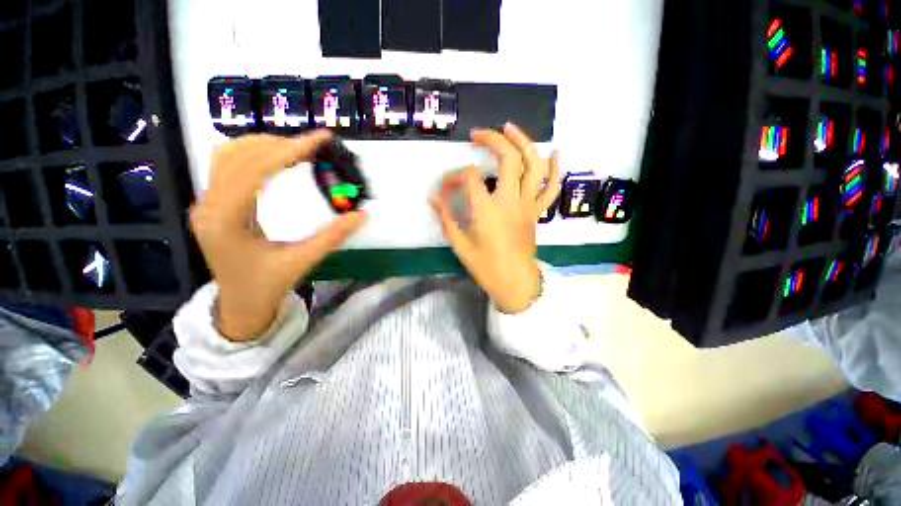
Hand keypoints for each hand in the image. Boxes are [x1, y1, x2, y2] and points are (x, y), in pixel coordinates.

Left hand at [191, 132, 366, 340]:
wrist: (239, 306)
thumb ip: (333, 237)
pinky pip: (226, 166)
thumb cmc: (267, 287)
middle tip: (314, 145)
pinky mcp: (212, 204)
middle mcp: (208, 206)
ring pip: (226, 155)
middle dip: (278, 144)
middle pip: (237, 155)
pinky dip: (252, 155)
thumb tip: (362, 215)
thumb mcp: (302, 262)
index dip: (290, 150)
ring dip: (263, 146)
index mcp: (226, 221)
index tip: (321, 138)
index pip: (255, 170)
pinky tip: (274, 159)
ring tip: (297, 149)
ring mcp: (205, 203)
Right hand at [430, 123, 560, 313]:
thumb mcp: (460, 244)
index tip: (447, 186)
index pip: (469, 178)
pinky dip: (555, 169)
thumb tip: (433, 197)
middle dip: (492, 140)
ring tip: (510, 128)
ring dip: (523, 142)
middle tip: (478, 134)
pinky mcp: (536, 212)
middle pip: (507, 159)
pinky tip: (554, 153)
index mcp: (487, 211)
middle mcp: (510, 201)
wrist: (515, 282)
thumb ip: (446, 217)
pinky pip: (551, 188)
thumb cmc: (486, 266)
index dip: (455, 176)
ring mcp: (528, 205)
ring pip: (533, 165)